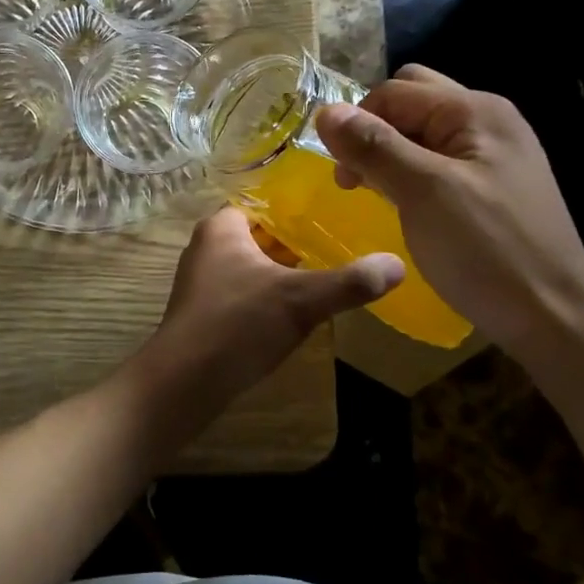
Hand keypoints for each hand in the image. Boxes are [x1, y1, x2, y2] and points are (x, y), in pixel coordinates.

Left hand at [132, 207, 401, 417]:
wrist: (184, 381)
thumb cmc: (238, 324)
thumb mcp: (300, 299)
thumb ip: (349, 282)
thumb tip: (398, 264)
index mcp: (221, 228)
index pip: (262, 203)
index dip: (296, 208)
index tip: (332, 215)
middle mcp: (205, 247)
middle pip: (258, 235)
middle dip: (293, 242)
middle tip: (336, 246)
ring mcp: (200, 281)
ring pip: (250, 265)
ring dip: (280, 272)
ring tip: (322, 277)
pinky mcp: (202, 312)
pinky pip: (241, 292)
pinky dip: (265, 296)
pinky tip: (292, 313)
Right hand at [312, 66, 583, 353]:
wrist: (554, 318)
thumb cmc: (487, 250)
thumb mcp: (423, 192)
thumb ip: (374, 146)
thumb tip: (325, 111)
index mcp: (474, 111)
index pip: (394, 92)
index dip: (357, 124)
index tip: (342, 175)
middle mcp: (486, 121)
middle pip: (410, 101)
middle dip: (374, 130)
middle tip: (358, 175)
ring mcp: (492, 154)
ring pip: (421, 132)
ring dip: (389, 153)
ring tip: (376, 192)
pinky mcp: (490, 185)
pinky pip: (437, 160)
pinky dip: (410, 172)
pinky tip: (404, 204)